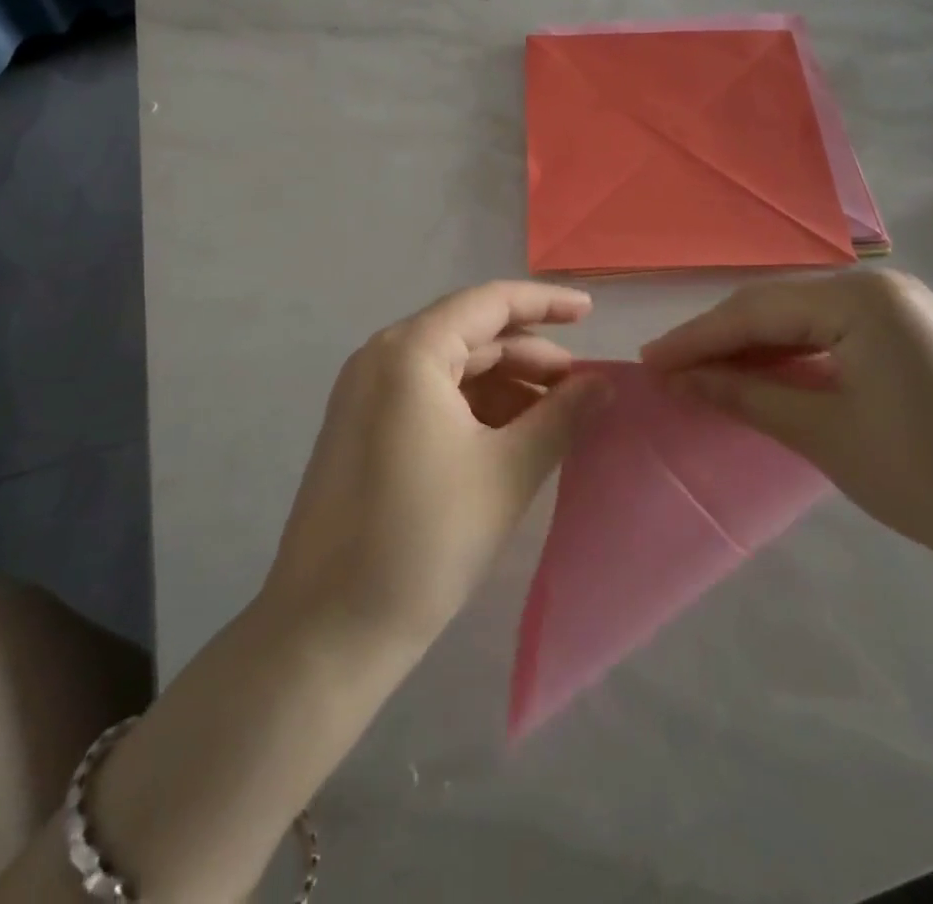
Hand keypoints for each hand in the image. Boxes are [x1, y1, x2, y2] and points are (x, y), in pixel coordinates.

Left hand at [262, 282, 607, 650]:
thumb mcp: (507, 471)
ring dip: (506, 386)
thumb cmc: (425, 538)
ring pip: (451, 369)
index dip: (544, 303)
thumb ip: (562, 416)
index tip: (591, 311)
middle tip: (583, 388)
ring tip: (556, 419)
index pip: (488, 303)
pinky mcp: (362, 428)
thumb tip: (602, 384)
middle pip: (471, 335)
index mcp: (410, 351)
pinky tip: (512, 437)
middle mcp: (381, 358)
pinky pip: (429, 397)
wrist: (330, 628)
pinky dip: (475, 408)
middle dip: (530, 357)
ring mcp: (365, 394)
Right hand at [641, 270, 932, 584]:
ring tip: (702, 373)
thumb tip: (678, 378)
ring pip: (800, 318)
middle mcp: (878, 287)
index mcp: (861, 299)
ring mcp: (899, 308)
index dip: (696, 338)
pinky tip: (761, 374)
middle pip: (775, 306)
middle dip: (719, 338)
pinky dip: (789, 354)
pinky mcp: (909, 334)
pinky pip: (831, 333)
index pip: (755, 311)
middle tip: (668, 369)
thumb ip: (746, 395)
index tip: (648, 362)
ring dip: (751, 346)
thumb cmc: (931, 478)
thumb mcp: (824, 435)